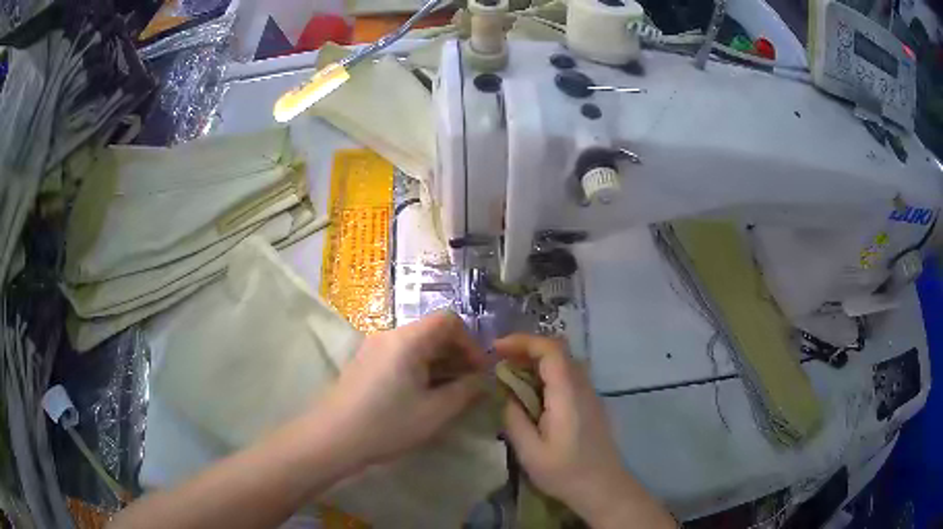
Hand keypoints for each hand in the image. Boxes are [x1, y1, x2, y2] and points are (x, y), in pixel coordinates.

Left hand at [318, 311, 488, 468]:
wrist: (332, 438)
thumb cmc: (387, 424)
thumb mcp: (435, 411)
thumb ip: (466, 391)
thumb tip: (484, 379)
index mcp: (408, 339)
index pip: (449, 320)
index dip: (471, 343)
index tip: (480, 372)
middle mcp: (390, 335)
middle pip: (433, 331)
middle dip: (458, 355)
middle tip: (470, 385)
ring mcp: (374, 348)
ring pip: (417, 346)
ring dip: (440, 364)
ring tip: (451, 394)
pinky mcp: (365, 363)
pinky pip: (401, 356)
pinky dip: (420, 369)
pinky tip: (424, 396)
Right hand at [497, 334, 674, 527]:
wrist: (603, 487)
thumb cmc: (566, 473)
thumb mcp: (530, 452)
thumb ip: (514, 419)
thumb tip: (506, 396)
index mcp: (568, 394)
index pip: (551, 350)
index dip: (523, 341)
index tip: (496, 349)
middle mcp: (582, 387)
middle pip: (558, 351)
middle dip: (526, 349)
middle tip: (499, 361)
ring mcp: (590, 394)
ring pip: (564, 363)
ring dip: (536, 361)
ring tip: (510, 375)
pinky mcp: (591, 404)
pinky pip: (568, 377)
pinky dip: (546, 374)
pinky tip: (531, 394)